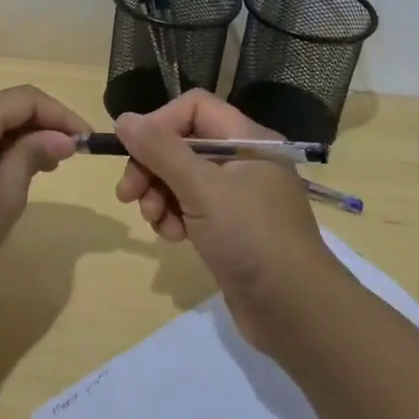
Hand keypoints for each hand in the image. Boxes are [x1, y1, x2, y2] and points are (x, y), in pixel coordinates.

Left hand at [0, 85, 88, 300]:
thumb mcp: (7, 192)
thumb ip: (34, 155)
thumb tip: (62, 139)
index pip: (25, 99)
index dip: (61, 116)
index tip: (87, 141)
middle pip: (1, 109)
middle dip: (38, 128)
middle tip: (68, 158)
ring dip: (14, 142)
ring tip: (42, 170)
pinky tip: (4, 178)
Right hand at [114, 90, 346, 347]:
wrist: (295, 311)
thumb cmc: (252, 238)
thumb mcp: (203, 189)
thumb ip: (161, 151)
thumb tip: (124, 118)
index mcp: (247, 139)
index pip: (193, 108)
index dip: (159, 123)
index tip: (132, 151)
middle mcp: (243, 160)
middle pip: (182, 143)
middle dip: (151, 166)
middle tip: (128, 195)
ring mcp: (236, 195)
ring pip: (181, 178)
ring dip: (159, 196)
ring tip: (156, 222)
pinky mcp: (229, 226)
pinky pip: (190, 207)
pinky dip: (174, 217)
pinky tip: (173, 238)